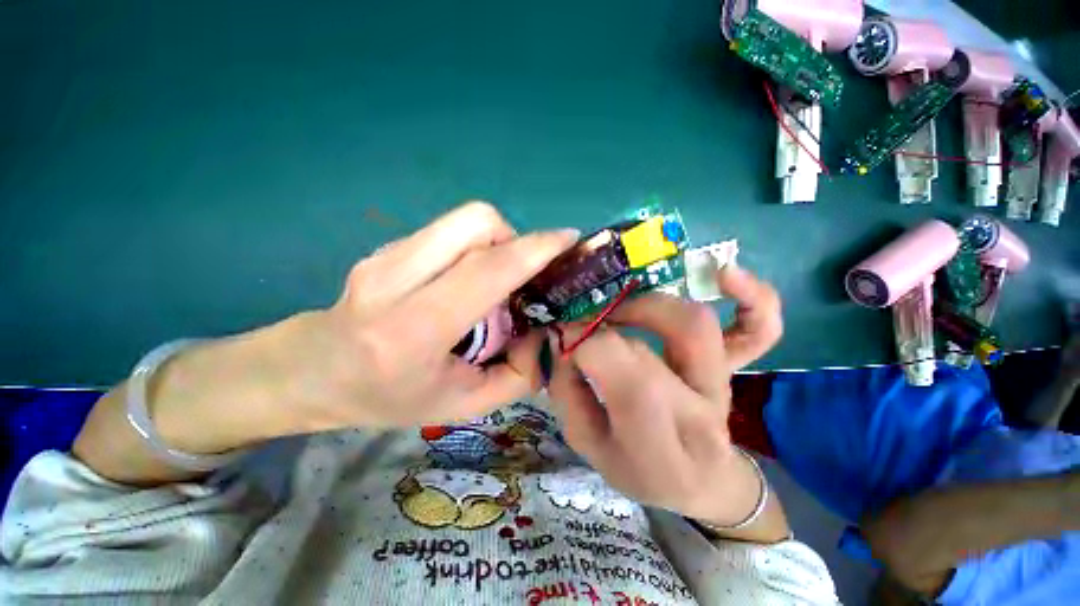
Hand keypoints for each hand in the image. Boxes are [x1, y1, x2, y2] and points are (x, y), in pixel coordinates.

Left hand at [284, 202, 576, 430]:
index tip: (569, 240)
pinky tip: (466, 279)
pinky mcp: (387, 245)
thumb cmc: (391, 398)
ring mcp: (386, 254)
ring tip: (494, 280)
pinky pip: (450, 230)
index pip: (486, 269)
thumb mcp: (465, 405)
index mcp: (414, 329)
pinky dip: (474, 247)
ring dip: (496, 243)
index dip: (536, 248)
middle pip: (477, 221)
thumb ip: (520, 374)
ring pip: (465, 219)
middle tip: (521, 275)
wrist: (315, 371)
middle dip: (516, 240)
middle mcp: (395, 278)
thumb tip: (549, 332)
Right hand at [548, 266, 782, 526]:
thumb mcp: (588, 445)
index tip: (565, 334)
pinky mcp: (738, 368)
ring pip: (695, 323)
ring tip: (621, 309)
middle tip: (587, 323)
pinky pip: (761, 329)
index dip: (587, 342)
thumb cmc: (638, 469)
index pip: (625, 374)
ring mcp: (724, 385)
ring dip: (648, 304)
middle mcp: (699, 413)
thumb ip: (568, 391)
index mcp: (658, 446)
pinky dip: (752, 297)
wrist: (701, 484)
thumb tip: (565, 340)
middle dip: (607, 323)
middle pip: (653, 346)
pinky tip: (722, 275)